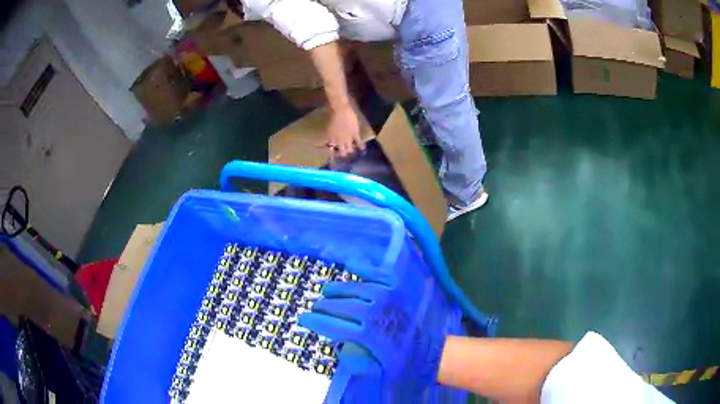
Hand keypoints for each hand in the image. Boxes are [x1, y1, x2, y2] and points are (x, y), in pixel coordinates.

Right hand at [298, 266, 444, 394]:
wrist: (431, 352)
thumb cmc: (403, 364)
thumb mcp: (375, 370)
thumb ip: (354, 360)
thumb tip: (337, 345)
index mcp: (367, 335)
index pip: (331, 325)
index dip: (314, 321)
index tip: (302, 319)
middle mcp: (373, 312)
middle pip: (339, 306)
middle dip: (322, 307)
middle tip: (315, 307)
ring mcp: (386, 297)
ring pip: (353, 288)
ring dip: (336, 289)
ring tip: (327, 291)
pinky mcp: (397, 289)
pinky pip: (377, 273)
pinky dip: (363, 267)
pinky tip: (351, 264)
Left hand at [326, 106, 364, 158]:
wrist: (340, 110)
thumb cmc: (332, 116)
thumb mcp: (328, 127)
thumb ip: (330, 134)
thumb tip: (331, 139)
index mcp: (331, 139)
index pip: (332, 150)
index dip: (333, 154)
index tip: (334, 154)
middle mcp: (339, 141)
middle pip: (342, 152)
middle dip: (343, 154)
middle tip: (344, 153)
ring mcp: (348, 138)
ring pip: (350, 149)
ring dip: (351, 151)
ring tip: (352, 151)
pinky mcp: (355, 134)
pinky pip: (359, 142)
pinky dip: (361, 146)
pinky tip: (363, 149)